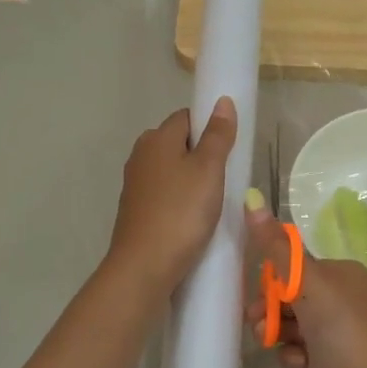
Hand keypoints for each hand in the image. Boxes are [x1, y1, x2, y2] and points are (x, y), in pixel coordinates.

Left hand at [107, 98, 237, 295]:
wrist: (144, 266)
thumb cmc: (181, 212)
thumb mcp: (208, 170)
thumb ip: (218, 135)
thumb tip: (222, 101)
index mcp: (156, 138)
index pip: (187, 117)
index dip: (210, 127)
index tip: (230, 149)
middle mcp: (141, 155)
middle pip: (178, 143)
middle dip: (202, 155)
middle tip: (227, 177)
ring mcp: (136, 184)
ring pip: (172, 170)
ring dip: (192, 180)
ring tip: (214, 201)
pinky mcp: (136, 210)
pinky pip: (165, 194)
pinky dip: (180, 200)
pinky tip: (194, 218)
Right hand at [243, 200, 366, 367]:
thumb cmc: (343, 331)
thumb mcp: (308, 284)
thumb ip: (277, 248)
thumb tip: (252, 199)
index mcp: (340, 274)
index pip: (294, 266)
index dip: (271, 280)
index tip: (257, 295)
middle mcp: (340, 298)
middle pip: (289, 296)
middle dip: (270, 309)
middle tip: (257, 323)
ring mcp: (335, 331)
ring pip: (291, 324)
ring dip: (277, 333)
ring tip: (271, 344)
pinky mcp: (329, 360)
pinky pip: (299, 349)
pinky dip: (293, 355)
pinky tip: (297, 365)